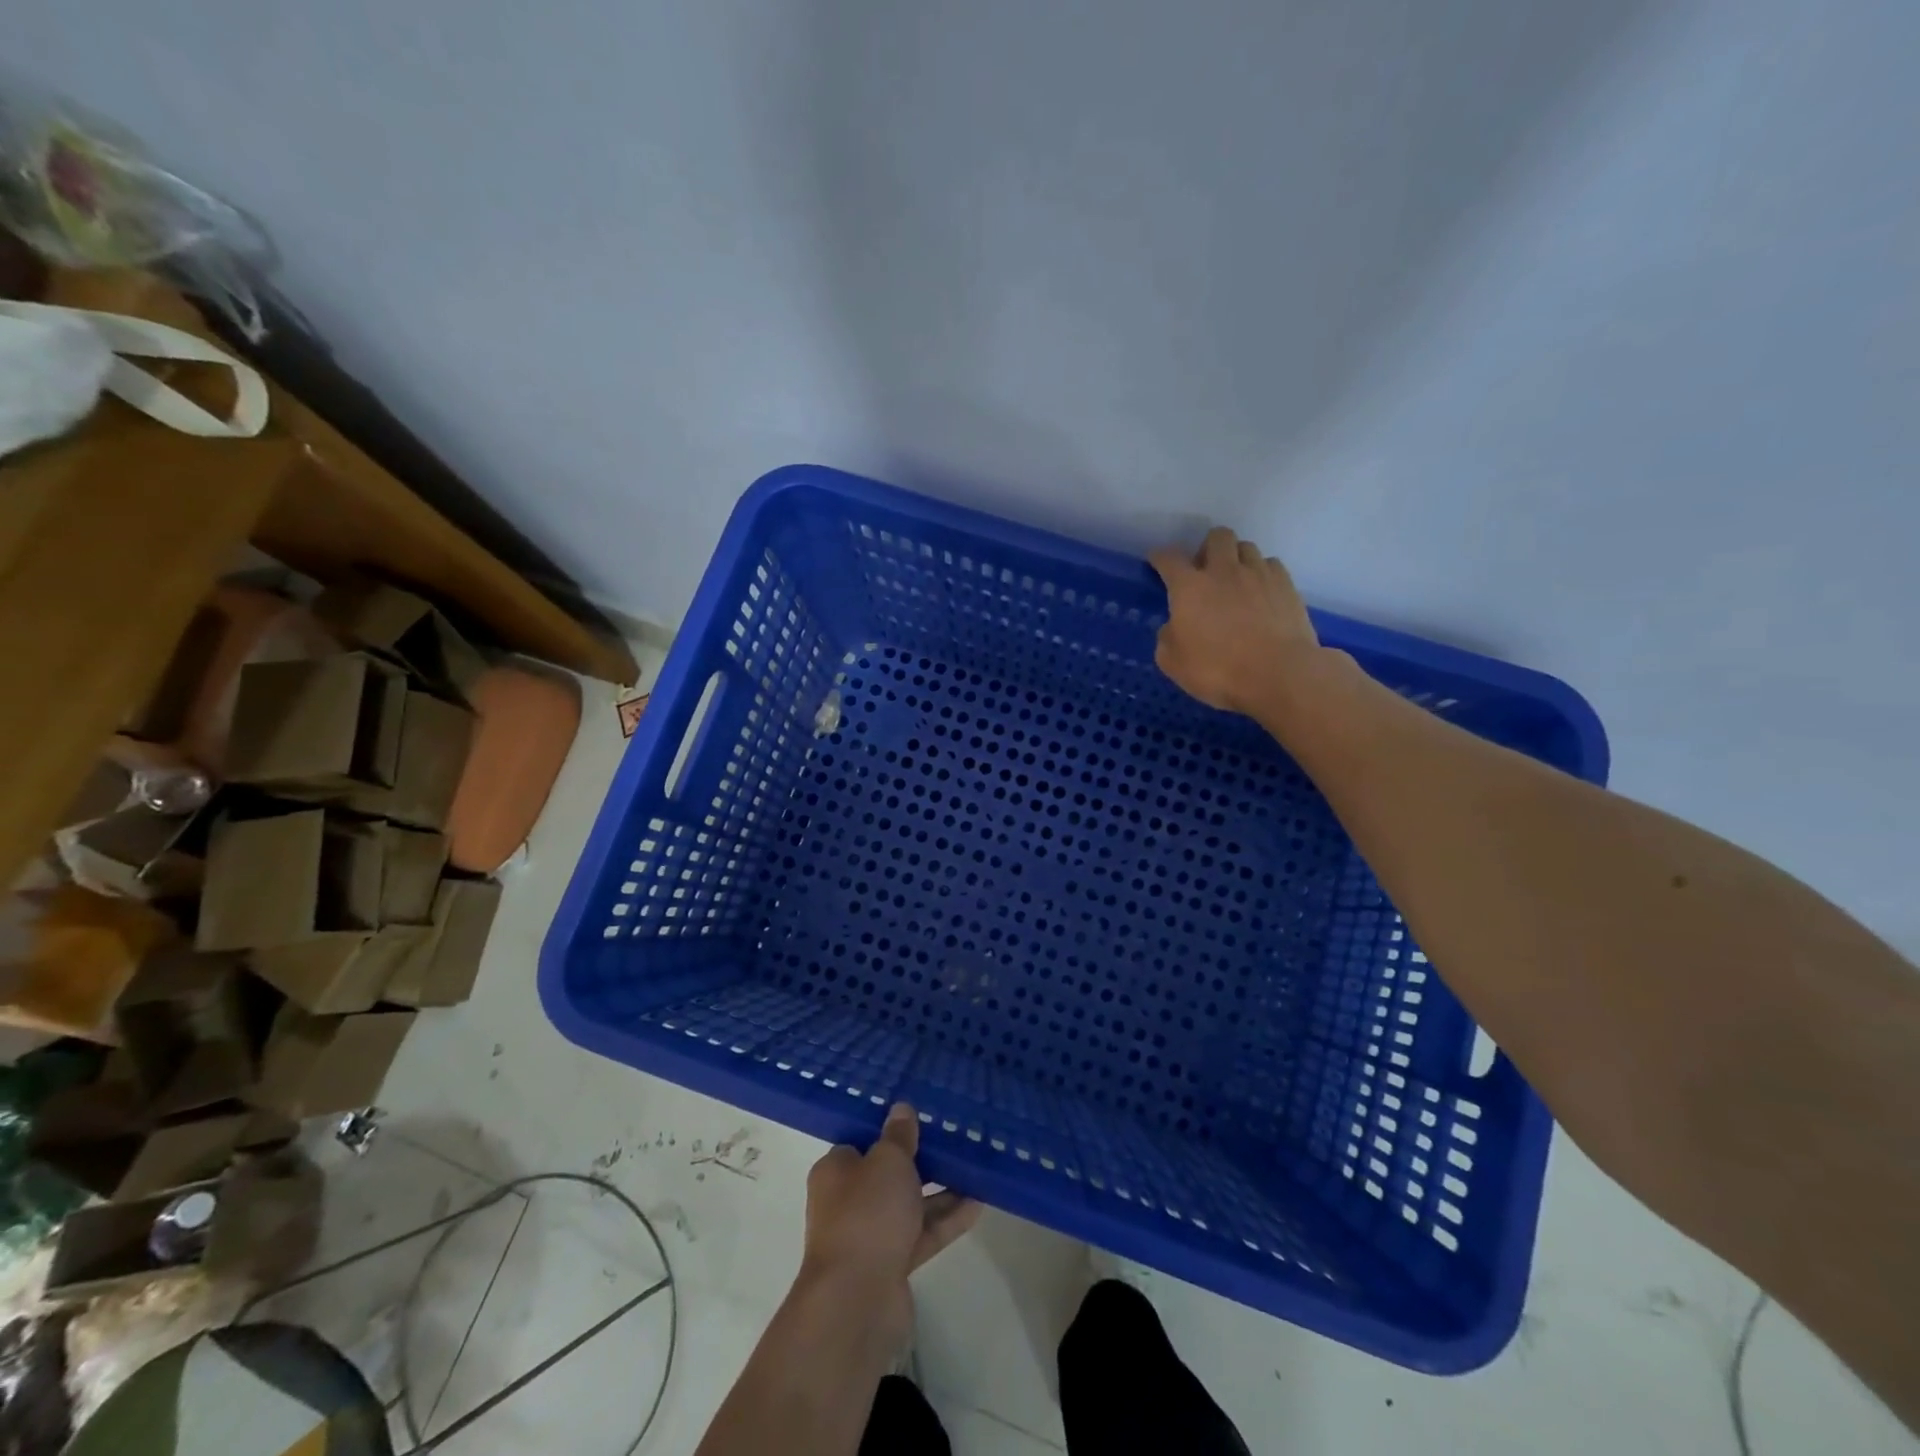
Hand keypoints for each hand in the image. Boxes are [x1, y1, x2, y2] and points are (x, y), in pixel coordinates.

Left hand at [800, 1104, 981, 1345]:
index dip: (890, 1132)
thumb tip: (901, 1109)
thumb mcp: (888, 1160)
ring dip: (939, 1191)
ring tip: (974, 1171)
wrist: (857, 1300)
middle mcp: (847, 1202)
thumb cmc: (867, 1214)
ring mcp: (869, 1236)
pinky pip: (921, 1234)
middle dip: (921, 1162)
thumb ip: (899, 1135)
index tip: (920, 1120)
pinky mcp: (890, 1265)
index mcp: (836, 1171)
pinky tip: (977, 1205)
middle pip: (888, 1175)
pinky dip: (945, 1221)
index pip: (863, 1143)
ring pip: (908, 1205)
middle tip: (953, 1142)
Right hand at [1149, 527, 1321, 714]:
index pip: (1169, 558)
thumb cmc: (1218, 670)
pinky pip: (1271, 565)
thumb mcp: (1173, 664)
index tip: (1157, 561)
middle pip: (1217, 537)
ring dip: (1236, 558)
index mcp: (1189, 587)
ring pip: (1246, 547)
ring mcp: (1259, 574)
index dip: (1160, 557)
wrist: (1279, 675)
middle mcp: (1224, 571)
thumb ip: (1167, 639)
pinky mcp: (1287, 585)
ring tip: (1235, 580)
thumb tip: (1172, 627)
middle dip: (1207, 547)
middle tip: (1204, 571)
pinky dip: (1261, 573)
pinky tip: (1260, 592)